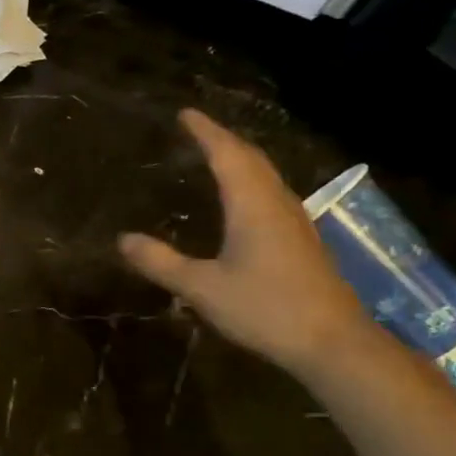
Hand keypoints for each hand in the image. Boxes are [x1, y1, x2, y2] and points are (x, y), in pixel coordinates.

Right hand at [120, 109, 374, 378]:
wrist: (333, 343)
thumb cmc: (265, 309)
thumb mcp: (202, 288)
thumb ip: (161, 262)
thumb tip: (122, 239)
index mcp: (252, 204)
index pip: (227, 154)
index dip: (205, 131)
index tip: (185, 113)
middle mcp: (277, 203)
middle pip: (251, 158)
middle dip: (223, 139)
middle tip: (197, 130)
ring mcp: (295, 221)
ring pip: (266, 175)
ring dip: (240, 159)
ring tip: (215, 156)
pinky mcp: (303, 240)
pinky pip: (272, 193)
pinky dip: (251, 181)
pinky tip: (243, 199)